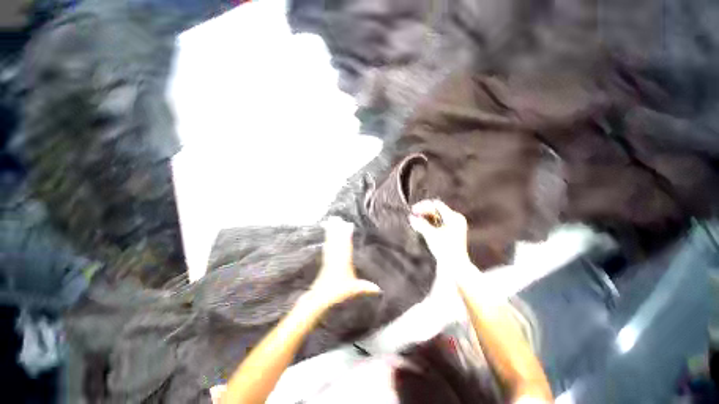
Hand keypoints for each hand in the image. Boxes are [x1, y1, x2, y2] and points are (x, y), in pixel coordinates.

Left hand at [304, 217, 380, 309]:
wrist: (320, 297)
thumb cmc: (338, 292)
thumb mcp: (354, 290)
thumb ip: (365, 287)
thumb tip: (379, 290)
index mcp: (344, 261)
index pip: (346, 245)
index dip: (347, 234)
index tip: (348, 224)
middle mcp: (336, 257)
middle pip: (337, 240)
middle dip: (337, 229)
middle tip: (336, 218)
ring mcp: (329, 258)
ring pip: (331, 242)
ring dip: (332, 231)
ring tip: (331, 222)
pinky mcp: (325, 261)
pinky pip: (327, 247)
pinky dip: (328, 240)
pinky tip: (327, 237)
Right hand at [408, 199, 470, 265]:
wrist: (455, 266)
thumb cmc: (445, 250)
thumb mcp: (431, 235)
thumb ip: (420, 224)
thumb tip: (411, 217)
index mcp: (453, 217)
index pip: (436, 205)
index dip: (423, 206)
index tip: (413, 210)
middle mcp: (455, 219)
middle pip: (436, 210)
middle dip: (423, 212)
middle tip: (413, 215)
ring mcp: (454, 225)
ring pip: (436, 216)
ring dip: (425, 217)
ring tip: (415, 221)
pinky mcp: (451, 231)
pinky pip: (438, 222)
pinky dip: (429, 223)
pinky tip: (421, 226)